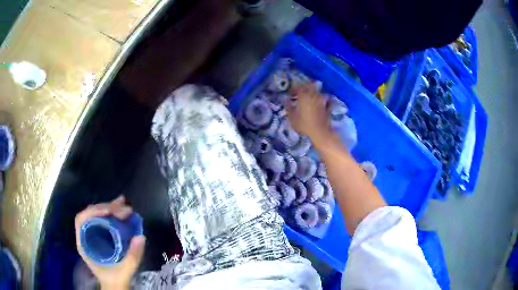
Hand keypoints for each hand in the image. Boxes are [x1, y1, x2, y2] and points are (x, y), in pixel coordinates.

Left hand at [75, 196, 145, 289]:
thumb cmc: (115, 281)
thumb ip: (132, 257)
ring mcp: (92, 236)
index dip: (93, 212)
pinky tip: (121, 211)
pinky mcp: (100, 237)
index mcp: (84, 244)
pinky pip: (103, 221)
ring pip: (98, 216)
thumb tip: (141, 236)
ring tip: (124, 204)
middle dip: (107, 208)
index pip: (82, 220)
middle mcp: (86, 237)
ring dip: (110, 208)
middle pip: (91, 214)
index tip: (109, 211)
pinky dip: (112, 214)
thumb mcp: (124, 271)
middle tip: (123, 207)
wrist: (115, 287)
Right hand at [286, 83, 334, 148]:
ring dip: (312, 93)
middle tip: (299, 94)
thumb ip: (288, 107)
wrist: (320, 132)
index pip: (298, 88)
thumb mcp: (292, 117)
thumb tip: (285, 100)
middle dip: (303, 89)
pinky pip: (325, 100)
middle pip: (309, 87)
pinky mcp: (328, 106)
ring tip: (309, 99)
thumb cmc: (304, 125)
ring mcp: (322, 100)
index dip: (293, 90)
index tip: (290, 94)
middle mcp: (314, 95)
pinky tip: (320, 104)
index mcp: (304, 95)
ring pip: (317, 92)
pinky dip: (322, 100)